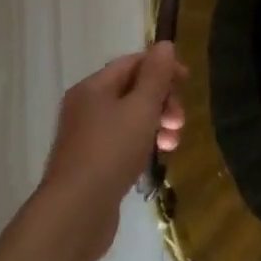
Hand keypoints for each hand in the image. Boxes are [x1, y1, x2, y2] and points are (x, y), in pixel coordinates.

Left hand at [34, 43, 185, 260]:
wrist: (74, 216)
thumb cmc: (111, 151)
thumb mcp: (142, 106)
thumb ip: (156, 74)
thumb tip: (164, 45)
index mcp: (94, 88)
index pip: (133, 62)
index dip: (163, 68)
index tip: (187, 83)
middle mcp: (86, 107)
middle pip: (133, 90)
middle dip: (163, 101)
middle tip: (180, 121)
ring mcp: (86, 138)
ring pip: (130, 118)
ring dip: (157, 124)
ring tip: (173, 144)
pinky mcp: (91, 165)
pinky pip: (123, 143)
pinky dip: (142, 145)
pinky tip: (155, 159)